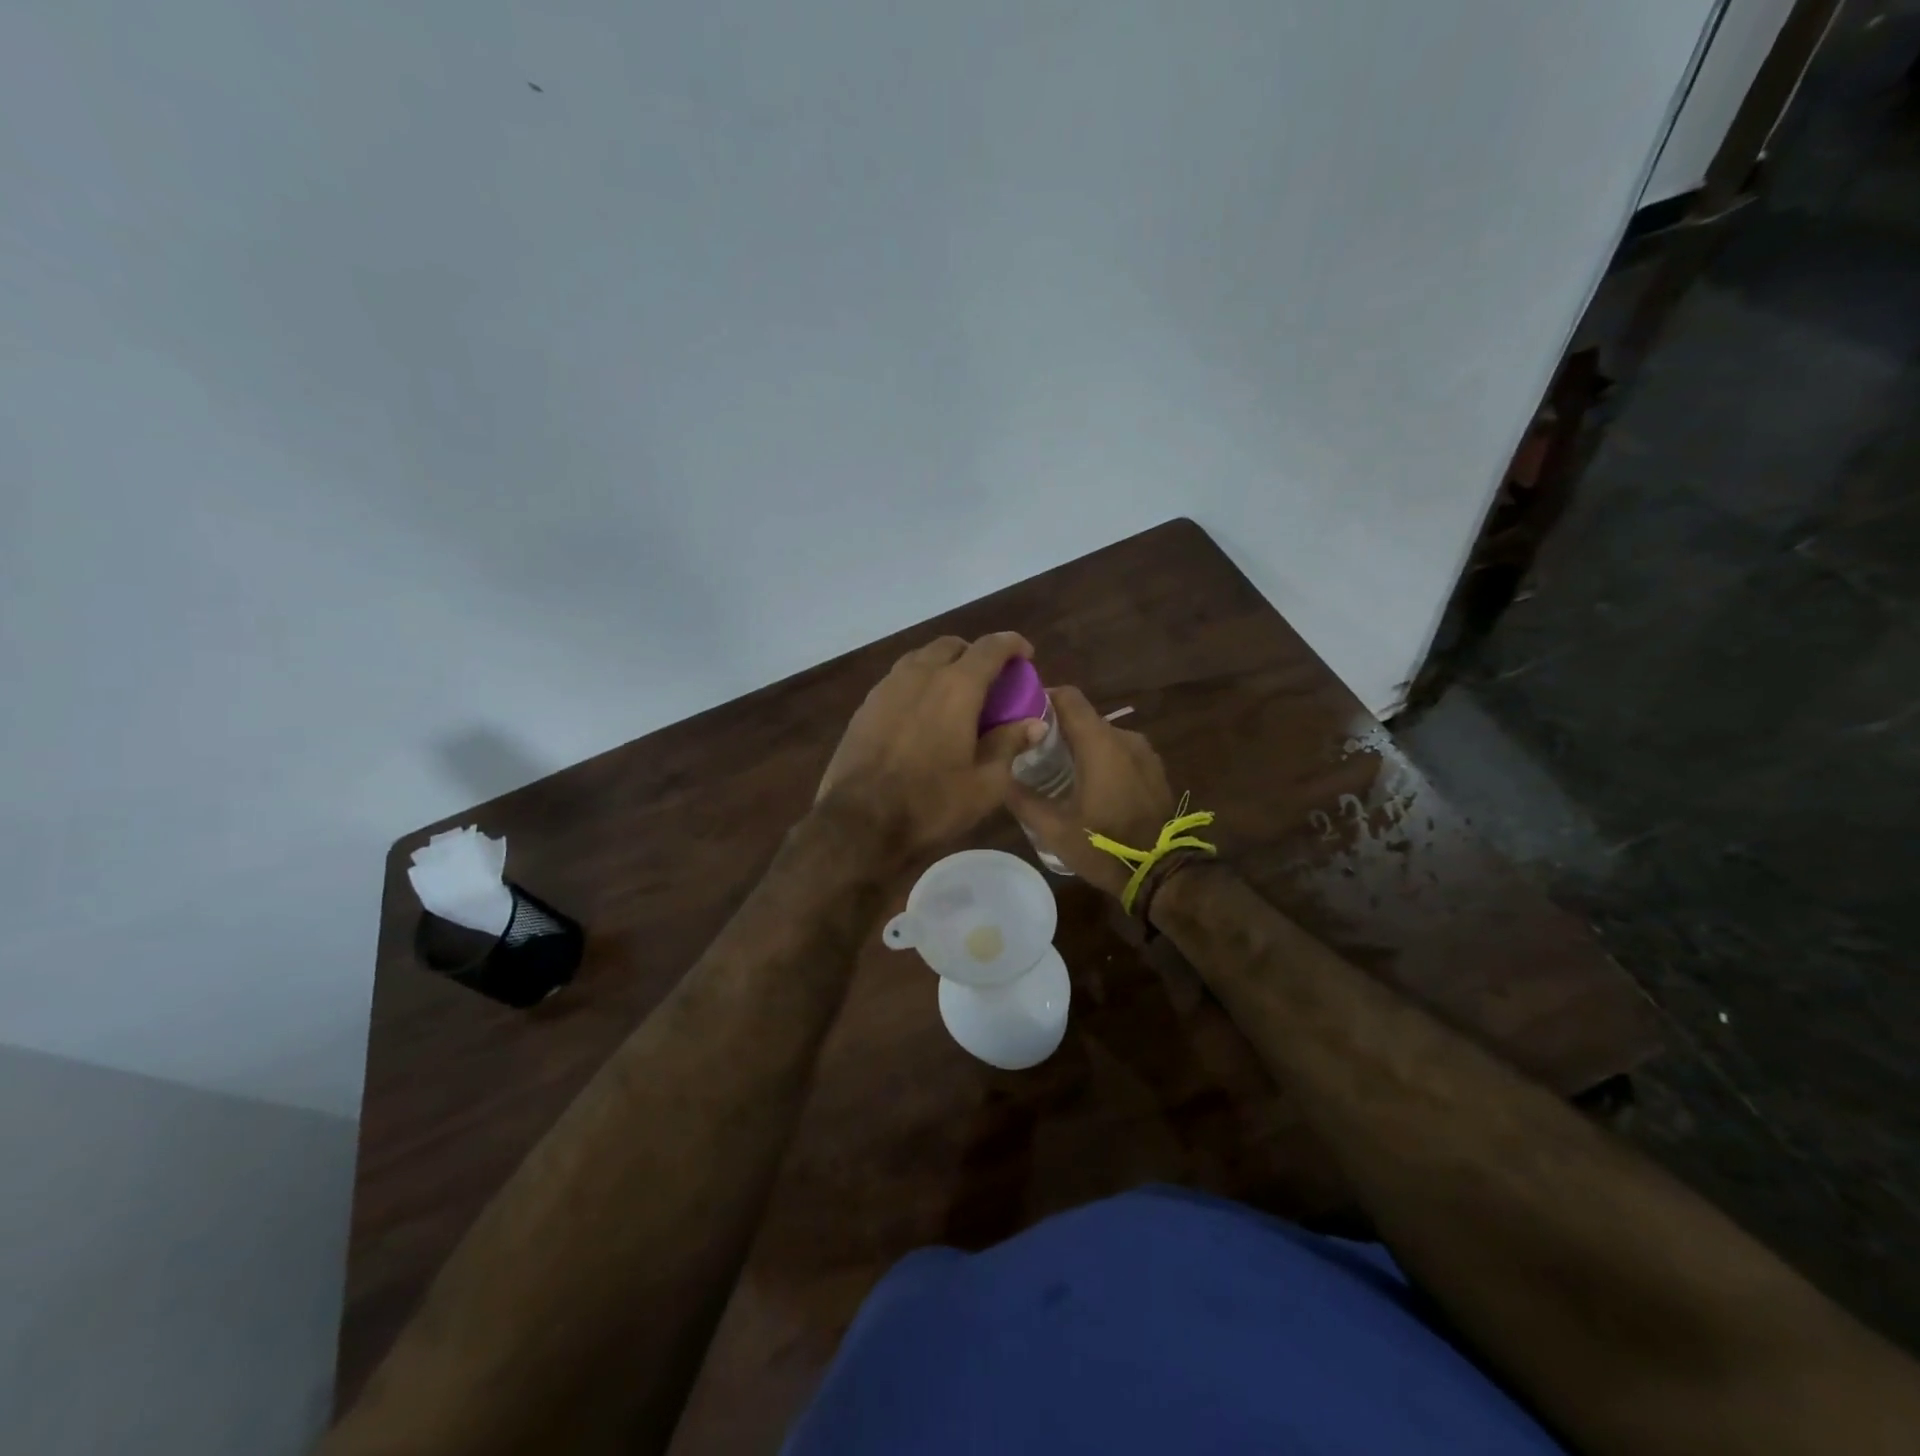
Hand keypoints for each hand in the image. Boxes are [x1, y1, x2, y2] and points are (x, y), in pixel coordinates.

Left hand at [815, 633, 1046, 860]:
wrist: (858, 821)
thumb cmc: (930, 803)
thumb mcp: (985, 784)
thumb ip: (1009, 745)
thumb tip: (1034, 724)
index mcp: (956, 687)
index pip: (990, 648)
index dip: (1012, 644)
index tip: (1025, 655)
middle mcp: (920, 675)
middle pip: (951, 646)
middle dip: (975, 654)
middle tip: (989, 680)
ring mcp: (887, 687)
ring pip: (920, 658)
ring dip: (943, 665)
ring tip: (954, 694)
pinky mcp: (865, 706)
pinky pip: (898, 680)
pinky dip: (917, 684)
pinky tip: (921, 714)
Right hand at [1008, 686, 1175, 899]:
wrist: (1163, 874)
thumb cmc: (1104, 846)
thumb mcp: (1053, 829)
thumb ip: (1022, 798)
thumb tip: (998, 777)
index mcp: (1100, 743)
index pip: (1068, 697)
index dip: (1042, 697)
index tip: (1020, 714)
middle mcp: (1124, 738)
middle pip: (1083, 717)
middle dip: (1056, 728)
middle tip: (1030, 751)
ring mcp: (1144, 753)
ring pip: (1102, 736)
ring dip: (1079, 746)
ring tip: (1056, 770)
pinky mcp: (1153, 770)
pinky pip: (1119, 752)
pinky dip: (1100, 758)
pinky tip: (1086, 784)